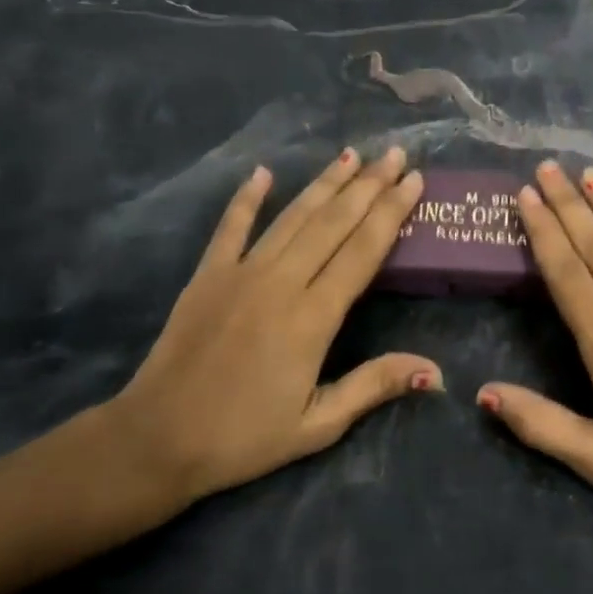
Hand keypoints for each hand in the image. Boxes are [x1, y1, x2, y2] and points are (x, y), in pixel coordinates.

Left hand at [95, 146, 438, 521]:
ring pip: (292, 217)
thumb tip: (435, 371)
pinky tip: (263, 173)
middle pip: (333, 223)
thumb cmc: (244, 438)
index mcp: (313, 318)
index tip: (413, 180)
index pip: (363, 251)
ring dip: (324, 183)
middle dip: (368, 185)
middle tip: (394, 153)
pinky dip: (247, 198)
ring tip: (351, 154)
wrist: (157, 439)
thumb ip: (374, 386)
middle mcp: (281, 282)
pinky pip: (231, 227)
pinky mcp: (207, 275)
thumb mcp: (318, 424)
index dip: (391, 212)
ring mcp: (240, 273)